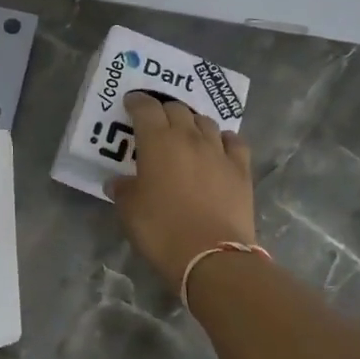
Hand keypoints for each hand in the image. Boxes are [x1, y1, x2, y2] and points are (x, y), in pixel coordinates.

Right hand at [110, 91, 256, 293]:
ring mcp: (218, 152)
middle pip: (177, 109)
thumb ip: (123, 190)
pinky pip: (233, 141)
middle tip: (155, 121)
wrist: (211, 256)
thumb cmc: (162, 230)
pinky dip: (222, 139)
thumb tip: (119, 182)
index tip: (131, 103)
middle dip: (164, 110)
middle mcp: (189, 138)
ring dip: (192, 123)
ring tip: (186, 133)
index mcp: (157, 142)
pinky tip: (218, 147)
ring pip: (205, 122)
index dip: (137, 102)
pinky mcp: (241, 169)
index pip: (146, 109)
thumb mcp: (130, 211)